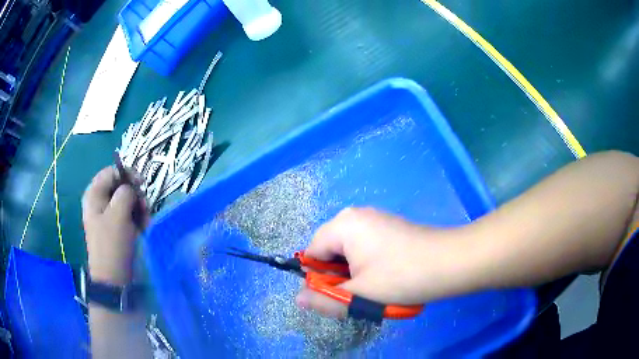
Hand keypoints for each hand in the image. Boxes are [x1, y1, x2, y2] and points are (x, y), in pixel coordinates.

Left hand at [82, 166, 148, 284]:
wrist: (114, 279)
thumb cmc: (112, 244)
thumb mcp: (118, 214)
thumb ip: (126, 192)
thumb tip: (133, 187)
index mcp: (94, 194)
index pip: (112, 172)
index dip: (127, 174)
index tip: (142, 184)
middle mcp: (100, 202)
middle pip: (121, 186)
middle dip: (135, 195)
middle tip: (144, 207)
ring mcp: (108, 216)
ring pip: (128, 201)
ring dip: (139, 209)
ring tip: (146, 221)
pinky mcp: (117, 228)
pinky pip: (129, 215)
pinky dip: (139, 220)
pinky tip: (144, 229)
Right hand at [295, 207, 461, 317]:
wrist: (449, 262)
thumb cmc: (402, 277)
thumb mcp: (360, 295)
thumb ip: (325, 299)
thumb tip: (299, 299)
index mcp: (344, 225)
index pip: (313, 252)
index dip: (318, 277)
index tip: (337, 295)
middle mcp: (356, 216)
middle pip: (330, 250)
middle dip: (337, 275)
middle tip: (358, 293)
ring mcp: (375, 219)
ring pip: (348, 251)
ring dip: (354, 272)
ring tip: (374, 287)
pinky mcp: (389, 227)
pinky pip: (365, 247)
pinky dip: (367, 264)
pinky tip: (386, 277)